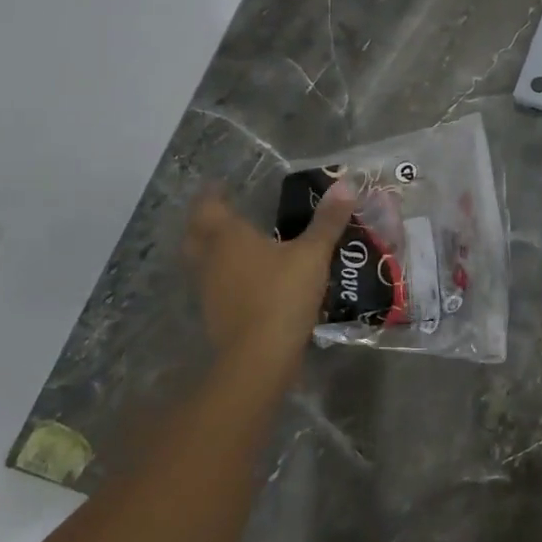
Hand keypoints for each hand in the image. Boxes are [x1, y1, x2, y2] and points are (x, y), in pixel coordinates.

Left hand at [185, 183, 355, 359]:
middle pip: (195, 234)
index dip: (212, 194)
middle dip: (204, 221)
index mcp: (228, 237)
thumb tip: (346, 184)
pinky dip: (226, 276)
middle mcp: (211, 260)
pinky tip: (248, 279)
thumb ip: (327, 221)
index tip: (220, 184)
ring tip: (237, 244)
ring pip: (202, 262)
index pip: (208, 207)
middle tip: (222, 212)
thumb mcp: (313, 254)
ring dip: (213, 250)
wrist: (260, 357)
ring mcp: (210, 290)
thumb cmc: (282, 294)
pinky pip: (215, 286)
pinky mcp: (216, 315)